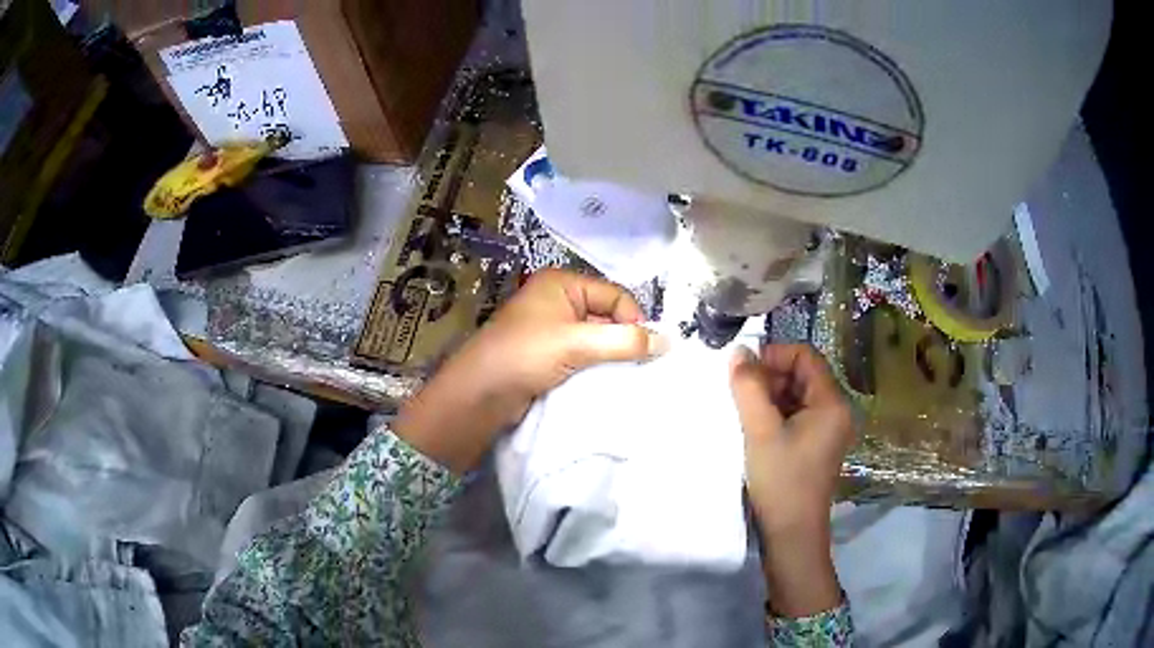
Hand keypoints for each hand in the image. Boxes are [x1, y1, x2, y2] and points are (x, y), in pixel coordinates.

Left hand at [395, 269, 663, 473]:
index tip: (642, 349)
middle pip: (607, 314)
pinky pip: (583, 354)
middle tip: (636, 365)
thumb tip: (668, 341)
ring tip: (620, 375)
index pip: (615, 294)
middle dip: (623, 338)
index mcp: (562, 283)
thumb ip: (624, 340)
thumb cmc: (526, 354)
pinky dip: (595, 365)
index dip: (632, 319)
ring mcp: (551, 327)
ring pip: (596, 337)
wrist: (480, 393)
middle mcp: (558, 300)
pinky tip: (602, 381)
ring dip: (610, 355)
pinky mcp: (548, 353)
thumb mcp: (577, 343)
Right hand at [729, 343, 852, 617]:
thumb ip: (748, 388)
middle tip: (741, 398)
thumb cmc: (781, 481)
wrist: (792, 534)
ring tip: (746, 416)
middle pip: (802, 374)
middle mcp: (836, 410)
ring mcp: (827, 430)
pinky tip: (756, 431)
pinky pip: (796, 416)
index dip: (774, 356)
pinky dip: (775, 415)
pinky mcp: (816, 445)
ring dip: (770, 397)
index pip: (805, 355)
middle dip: (770, 378)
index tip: (744, 373)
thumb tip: (738, 352)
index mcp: (832, 402)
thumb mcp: (760, 432)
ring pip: (797, 395)